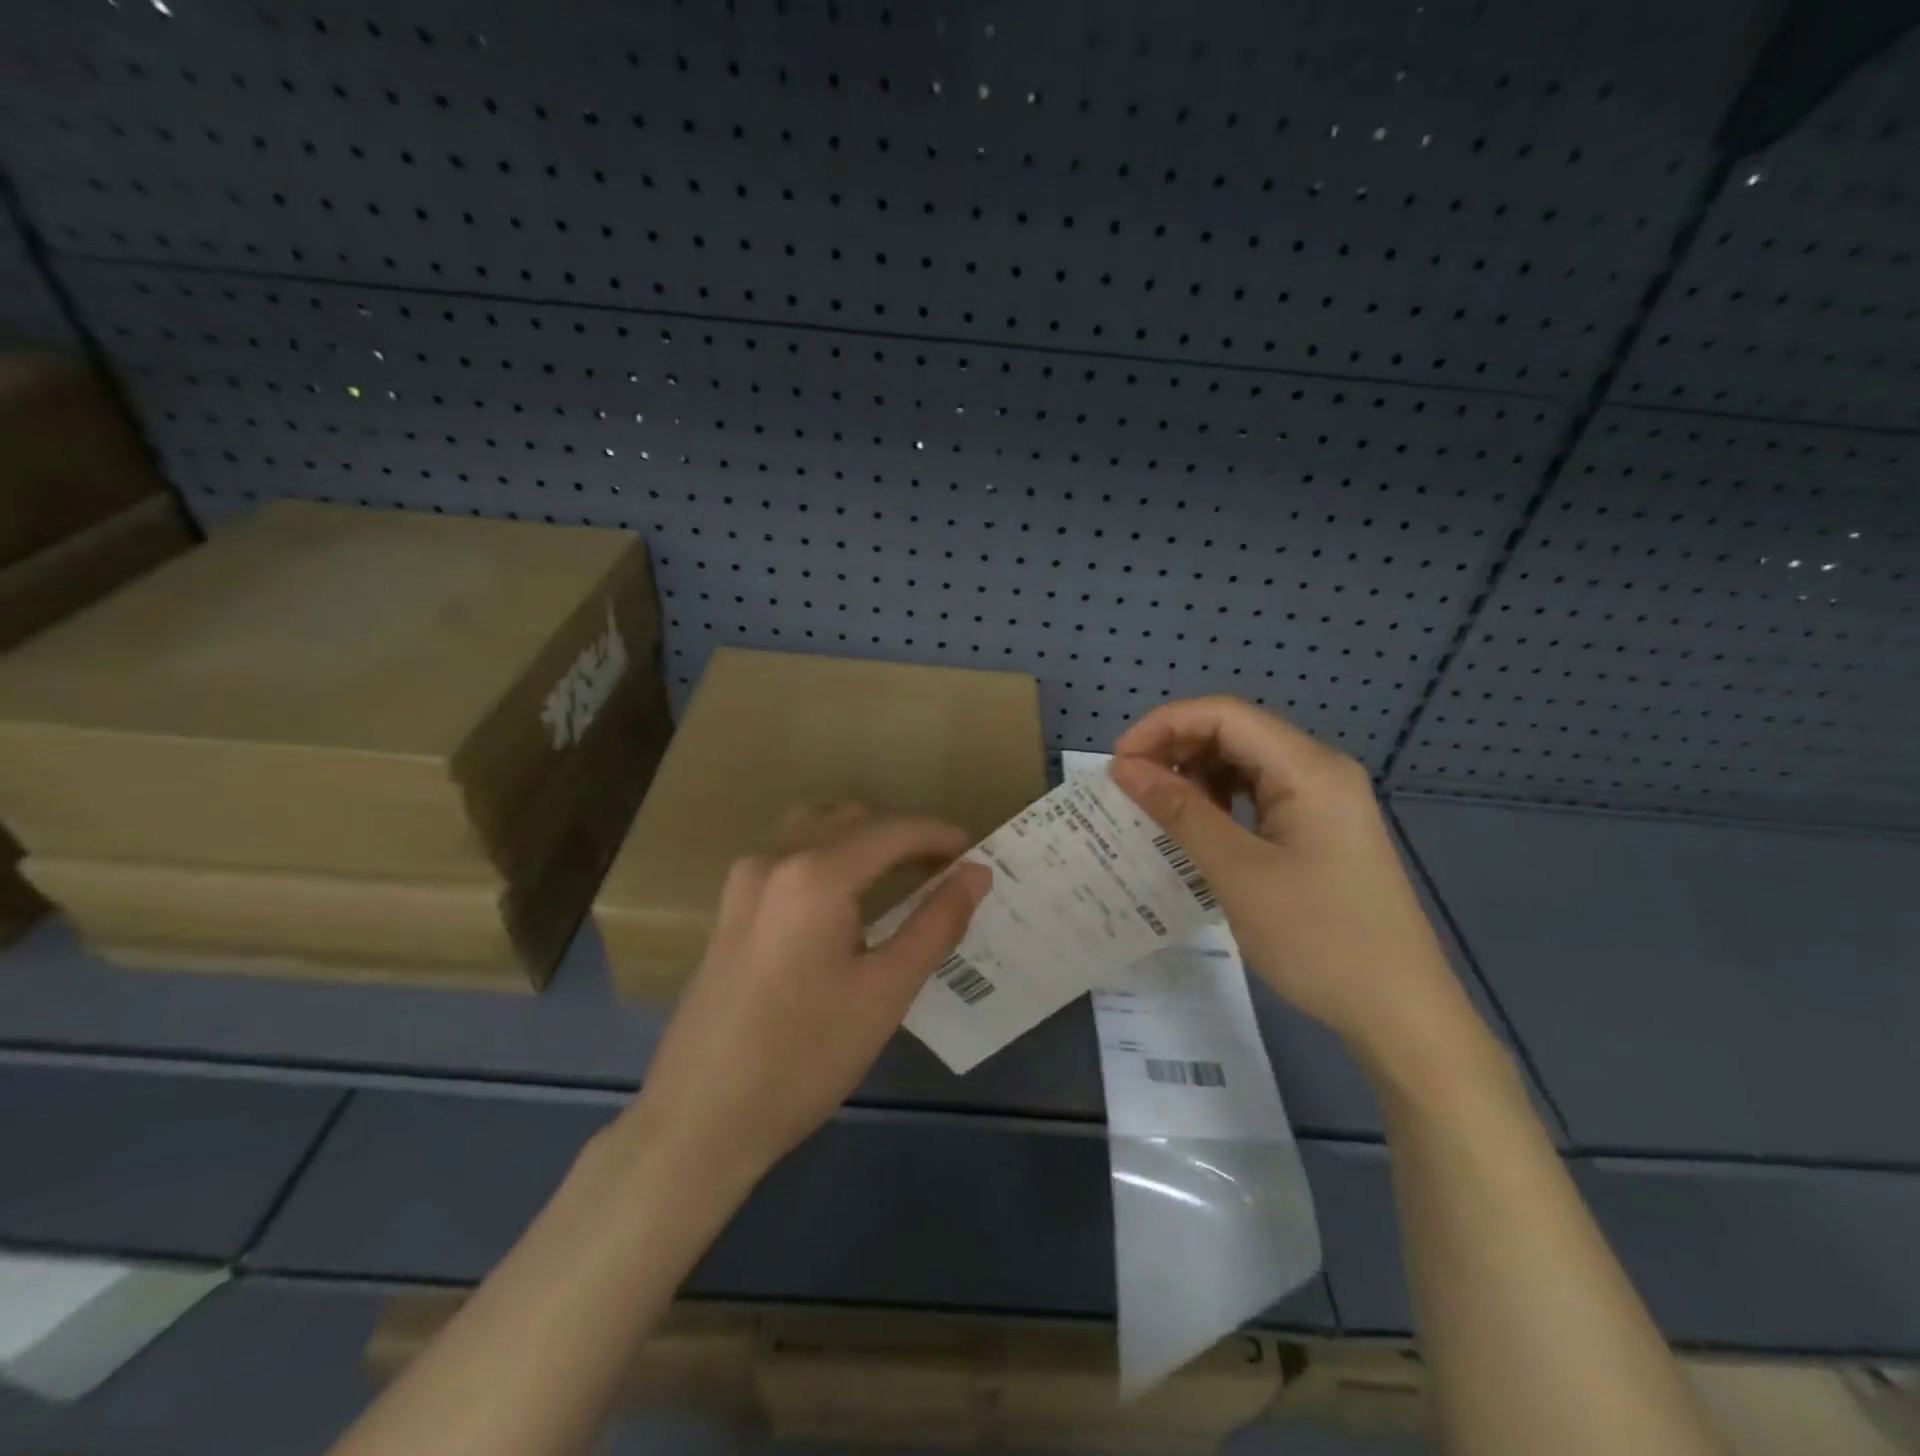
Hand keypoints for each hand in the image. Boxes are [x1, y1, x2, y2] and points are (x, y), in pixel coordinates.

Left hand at [621, 804, 990, 1191]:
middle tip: (942, 866)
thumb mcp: (886, 991)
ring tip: (898, 869)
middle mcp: (775, 859)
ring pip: (813, 826)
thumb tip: (976, 874)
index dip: (936, 834)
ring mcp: (744, 881)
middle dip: (901, 832)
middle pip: (850, 819)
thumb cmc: (806, 1056)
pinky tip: (845, 891)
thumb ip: (936, 923)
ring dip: (861, 835)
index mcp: (816, 874)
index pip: (891, 830)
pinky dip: (827, 851)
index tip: (973, 851)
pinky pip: (787, 852)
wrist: (701, 1117)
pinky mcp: (730, 906)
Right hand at [1110, 697, 1466, 1060]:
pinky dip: (1221, 802)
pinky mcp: (1321, 829)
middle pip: (1236, 732)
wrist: (1401, 1014)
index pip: (1225, 715)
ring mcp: (1325, 801)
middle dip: (1177, 749)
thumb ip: (1180, 812)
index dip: (1164, 726)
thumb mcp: (1238, 873)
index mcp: (1309, 769)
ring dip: (1196, 776)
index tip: (1118, 763)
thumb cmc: (1319, 939)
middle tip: (1130, 787)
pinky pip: (1260, 795)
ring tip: (1157, 807)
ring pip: (1246, 763)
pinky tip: (1197, 827)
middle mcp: (1320, 771)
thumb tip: (1125, 769)